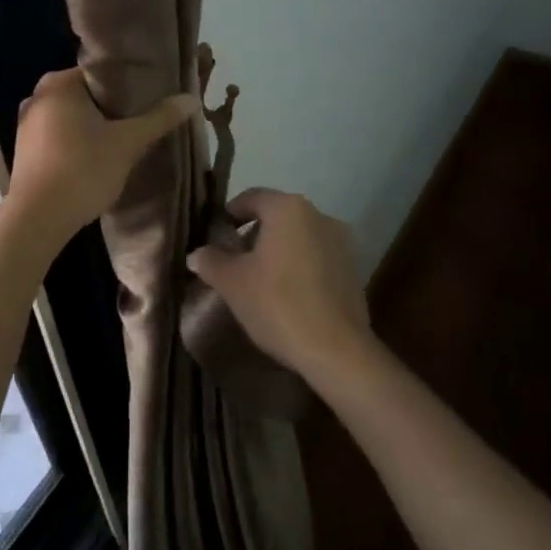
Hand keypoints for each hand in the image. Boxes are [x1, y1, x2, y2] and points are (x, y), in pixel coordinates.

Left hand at [6, 69, 197, 240]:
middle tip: (143, 119)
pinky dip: (79, 141)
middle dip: (114, 107)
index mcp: (59, 83)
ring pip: (73, 117)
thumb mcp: (128, 143)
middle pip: (87, 94)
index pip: (101, 72)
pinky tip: (98, 157)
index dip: (129, 83)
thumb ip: (159, 118)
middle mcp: (38, 96)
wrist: (37, 219)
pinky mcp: (24, 150)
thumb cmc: (83, 170)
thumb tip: (192, 99)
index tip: (152, 96)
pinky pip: (60, 136)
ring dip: (96, 126)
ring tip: (126, 138)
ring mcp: (26, 124)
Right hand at [185, 189, 370, 378]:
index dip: (229, 214)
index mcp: (288, 209)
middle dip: (253, 234)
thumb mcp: (233, 283)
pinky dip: (299, 266)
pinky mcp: (353, 268)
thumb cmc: (278, 304)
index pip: (251, 198)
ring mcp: (341, 242)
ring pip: (298, 236)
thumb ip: (211, 261)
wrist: (337, 351)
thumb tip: (197, 254)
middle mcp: (319, 215)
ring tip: (259, 280)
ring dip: (278, 250)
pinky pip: (317, 257)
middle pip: (277, 216)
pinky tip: (287, 294)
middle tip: (233, 261)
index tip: (215, 236)